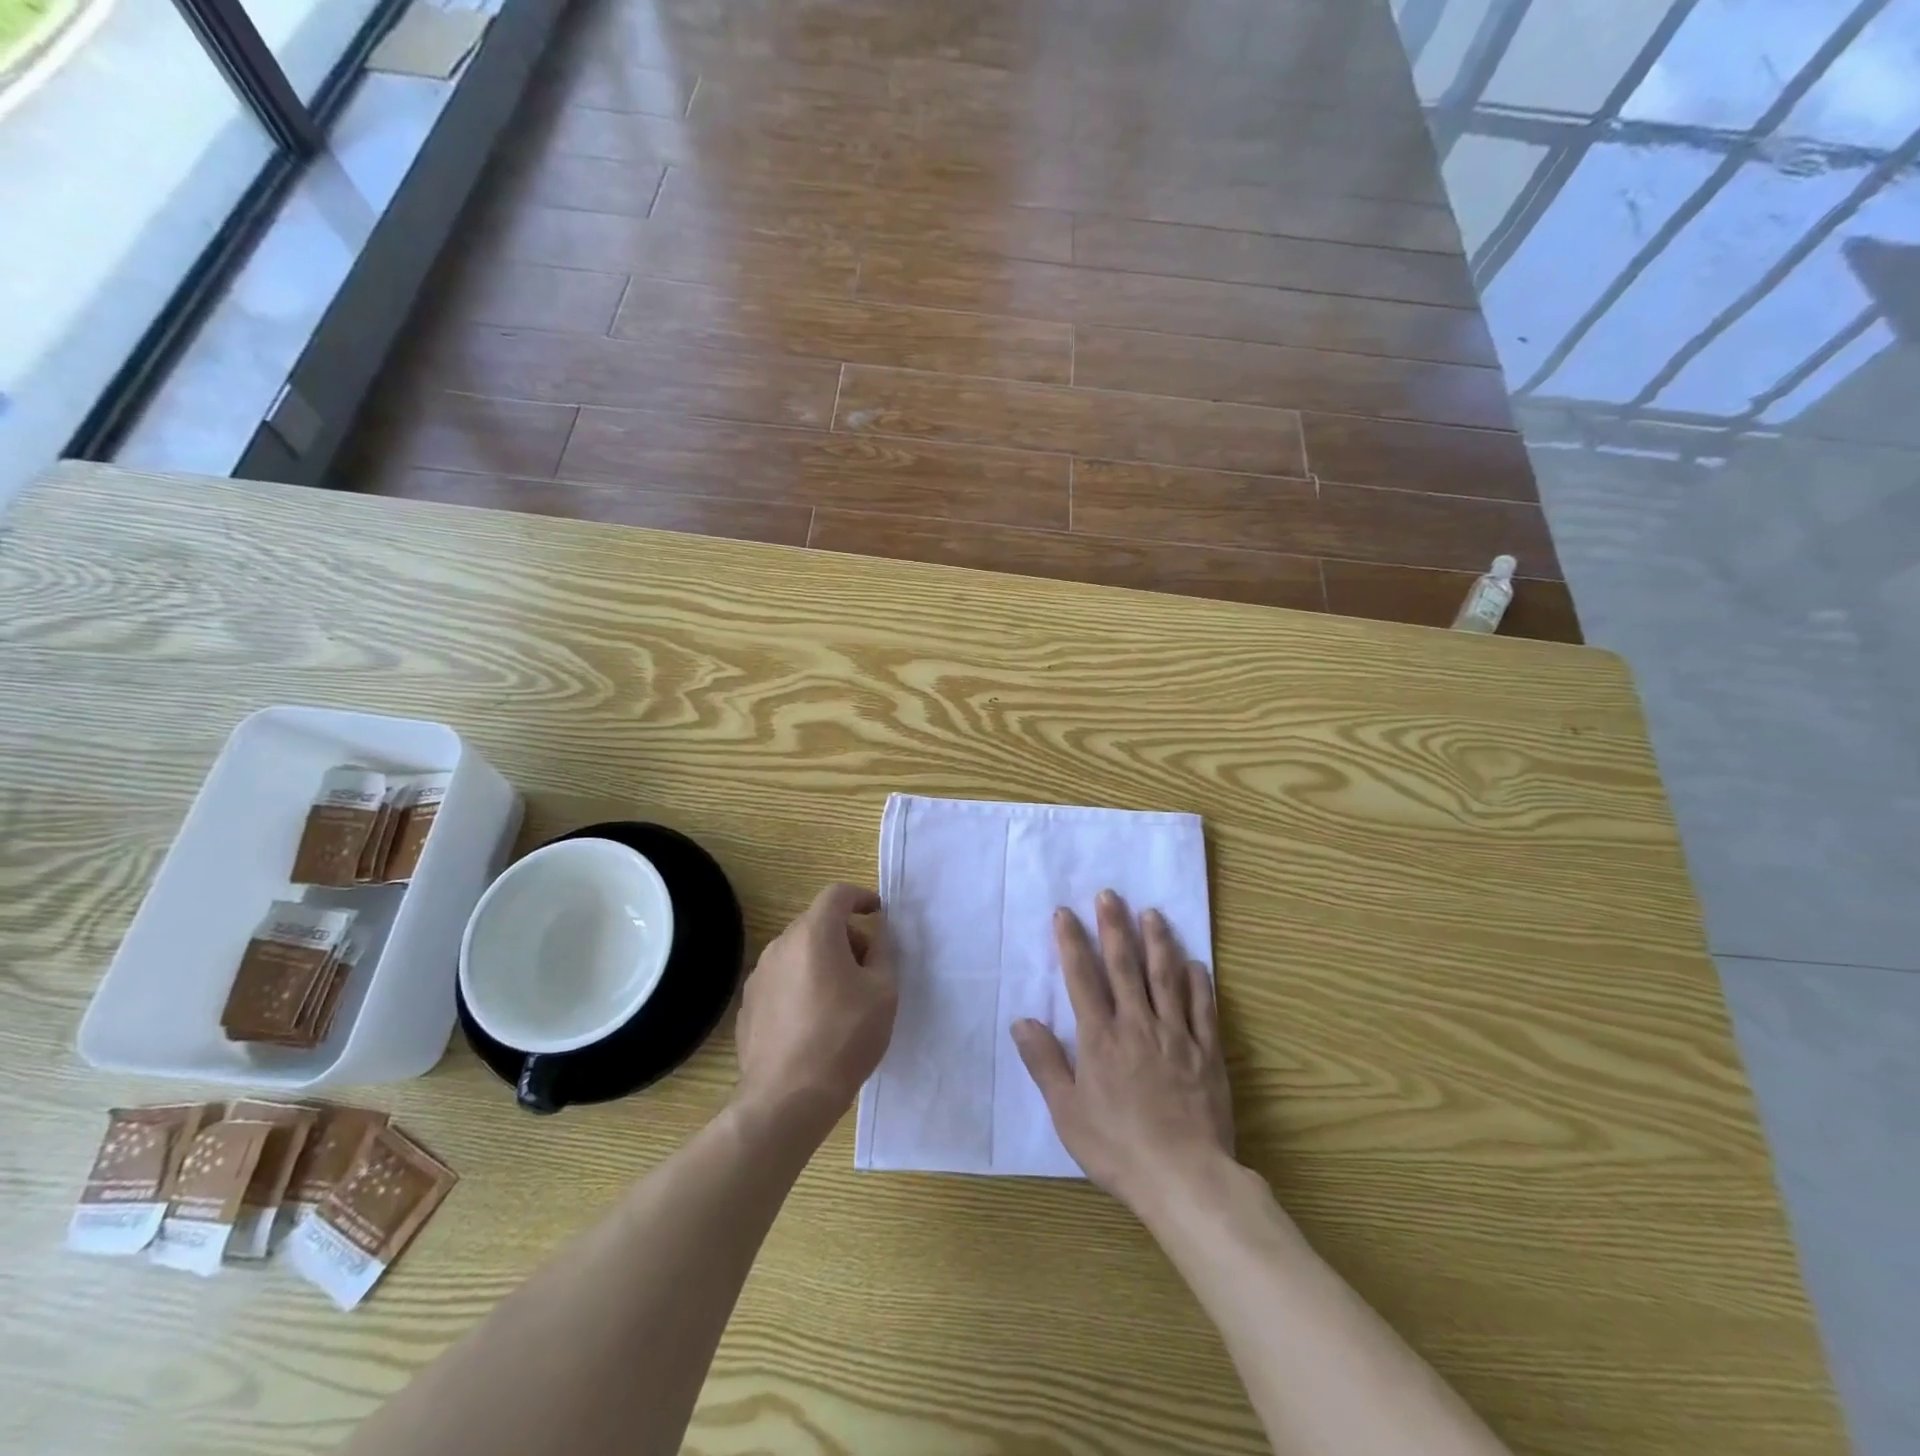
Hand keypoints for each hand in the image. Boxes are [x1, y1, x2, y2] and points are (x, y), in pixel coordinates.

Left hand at [735, 883, 897, 1136]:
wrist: (787, 1098)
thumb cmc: (844, 1038)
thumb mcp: (883, 991)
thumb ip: (884, 952)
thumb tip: (877, 934)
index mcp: (814, 934)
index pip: (837, 894)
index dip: (861, 897)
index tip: (879, 913)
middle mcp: (780, 945)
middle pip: (817, 923)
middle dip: (846, 935)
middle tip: (869, 967)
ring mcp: (759, 976)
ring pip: (798, 952)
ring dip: (823, 960)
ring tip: (844, 998)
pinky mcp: (748, 1006)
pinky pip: (782, 980)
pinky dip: (802, 984)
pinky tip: (815, 1021)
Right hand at [1012, 890, 1233, 1209]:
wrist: (1184, 1179)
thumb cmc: (1117, 1148)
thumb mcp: (1067, 1112)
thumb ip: (1045, 1062)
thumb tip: (1022, 1021)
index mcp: (1101, 1038)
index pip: (1082, 978)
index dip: (1072, 942)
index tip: (1064, 912)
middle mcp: (1138, 1025)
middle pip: (1125, 966)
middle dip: (1114, 926)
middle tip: (1110, 894)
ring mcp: (1176, 1036)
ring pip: (1166, 977)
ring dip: (1158, 942)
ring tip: (1152, 913)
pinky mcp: (1207, 1053)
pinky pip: (1204, 1009)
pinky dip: (1199, 982)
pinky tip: (1195, 963)